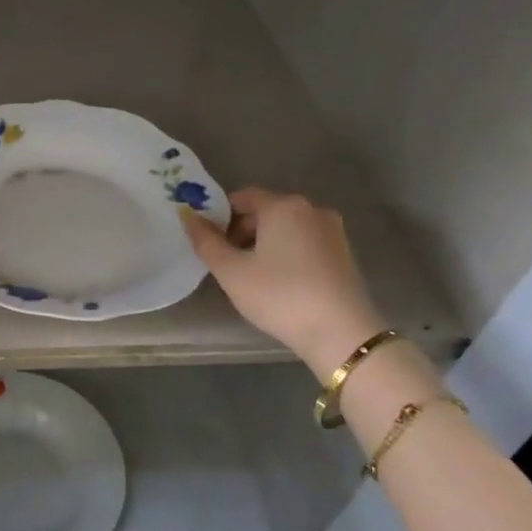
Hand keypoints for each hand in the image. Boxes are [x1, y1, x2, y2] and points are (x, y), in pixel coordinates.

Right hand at [182, 188, 384, 378]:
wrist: (341, 333)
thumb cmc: (279, 296)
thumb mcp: (231, 271)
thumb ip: (205, 240)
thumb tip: (186, 214)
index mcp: (282, 206)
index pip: (241, 197)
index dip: (219, 216)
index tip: (210, 244)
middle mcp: (311, 209)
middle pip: (265, 211)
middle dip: (241, 231)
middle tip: (229, 264)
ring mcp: (332, 230)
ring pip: (286, 228)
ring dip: (264, 244)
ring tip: (253, 277)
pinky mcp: (344, 252)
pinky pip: (305, 242)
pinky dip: (287, 253)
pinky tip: (281, 283)